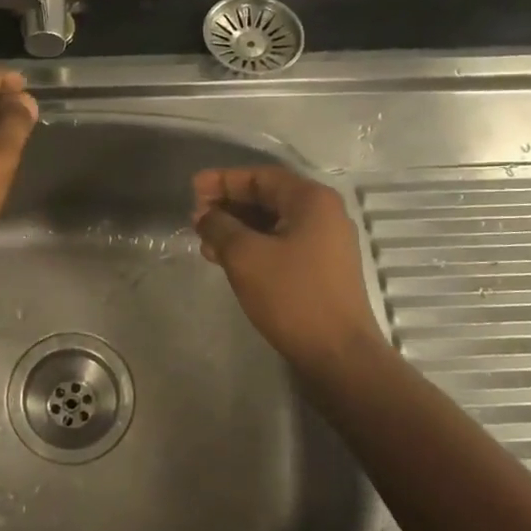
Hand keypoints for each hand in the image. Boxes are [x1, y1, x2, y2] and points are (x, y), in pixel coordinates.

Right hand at [192, 166, 388, 373]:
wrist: (337, 353)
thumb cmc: (292, 296)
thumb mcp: (245, 256)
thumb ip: (220, 226)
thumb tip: (204, 215)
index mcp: (311, 200)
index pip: (260, 176)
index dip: (223, 180)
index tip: (192, 188)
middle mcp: (323, 214)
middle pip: (267, 197)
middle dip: (228, 204)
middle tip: (195, 216)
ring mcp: (325, 242)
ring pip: (272, 223)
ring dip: (237, 228)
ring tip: (204, 240)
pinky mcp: (321, 268)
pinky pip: (281, 244)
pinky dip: (252, 246)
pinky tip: (226, 259)